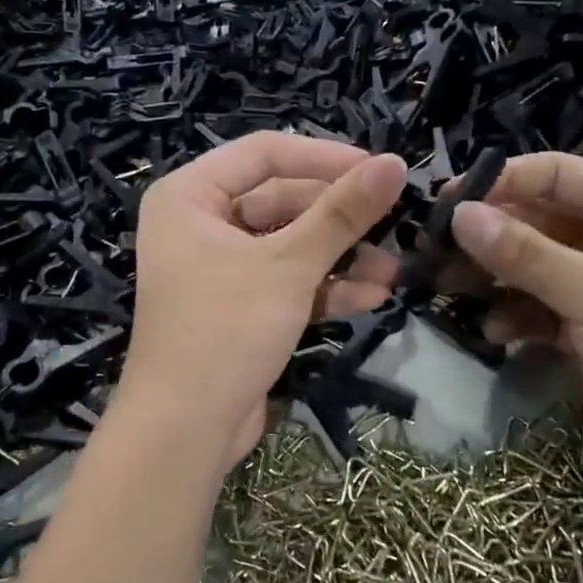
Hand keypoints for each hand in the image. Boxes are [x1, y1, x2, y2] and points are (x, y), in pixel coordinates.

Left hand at [119, 134, 406, 468]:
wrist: (186, 429)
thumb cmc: (227, 329)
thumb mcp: (289, 265)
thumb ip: (342, 214)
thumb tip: (396, 164)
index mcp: (191, 196)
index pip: (266, 153)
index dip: (326, 158)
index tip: (381, 170)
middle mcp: (200, 224)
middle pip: (283, 200)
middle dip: (340, 220)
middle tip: (395, 224)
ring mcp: (220, 268)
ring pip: (290, 246)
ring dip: (341, 258)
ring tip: (392, 271)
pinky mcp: (239, 307)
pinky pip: (286, 282)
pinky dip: (324, 288)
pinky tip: (372, 297)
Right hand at [446, 152, 582, 483]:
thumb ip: (526, 254)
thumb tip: (459, 214)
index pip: (556, 175)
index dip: (501, 183)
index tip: (446, 202)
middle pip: (536, 221)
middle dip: (488, 237)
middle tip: (433, 251)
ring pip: (530, 268)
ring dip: (492, 278)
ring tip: (447, 289)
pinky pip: (536, 309)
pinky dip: (512, 317)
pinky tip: (492, 333)